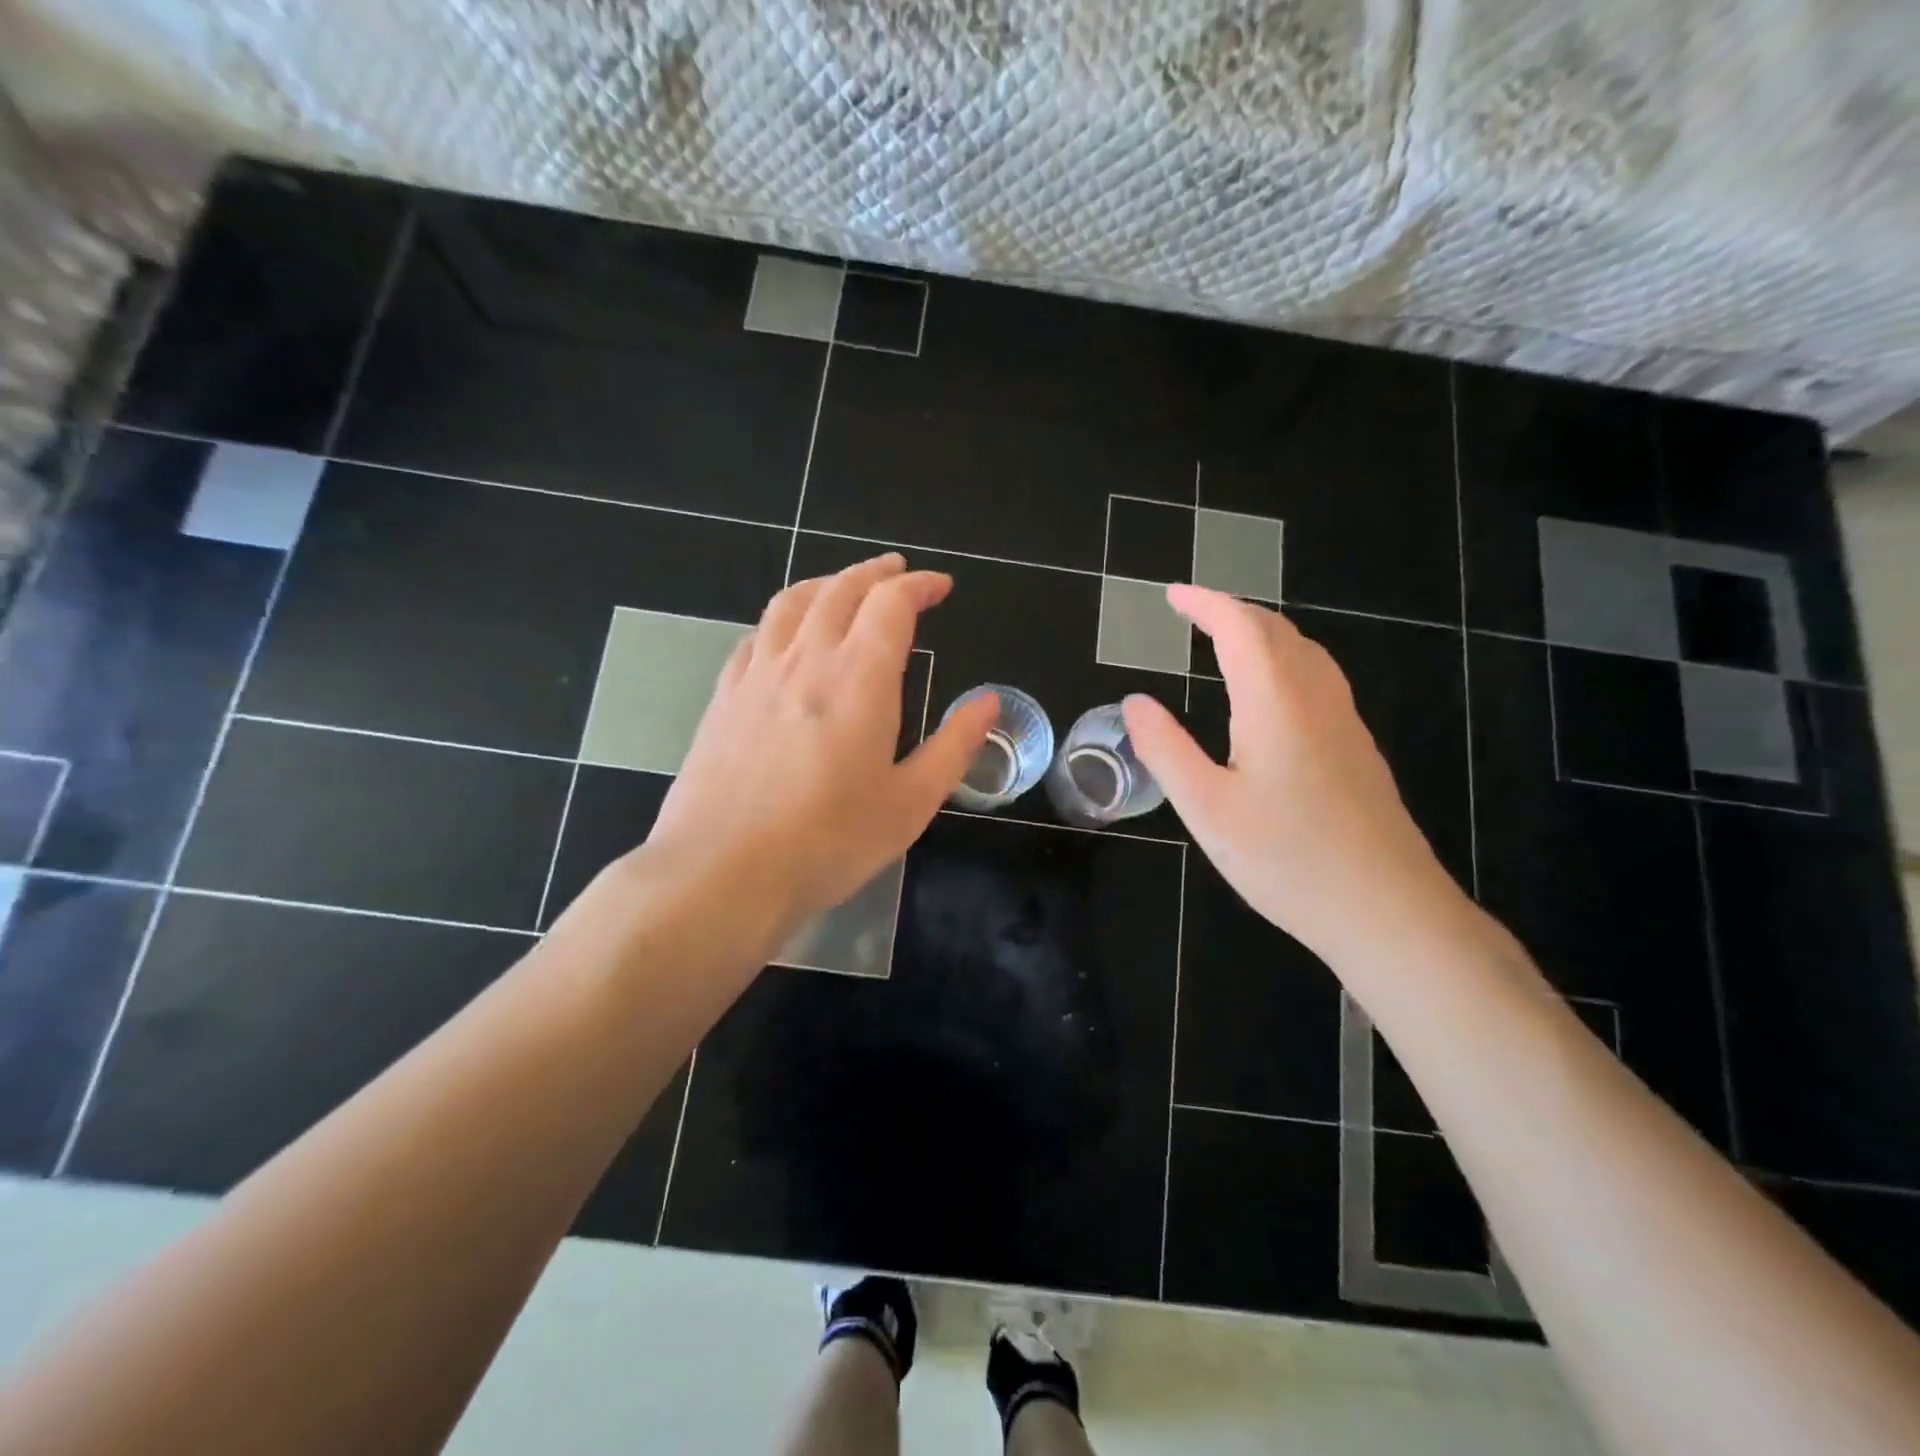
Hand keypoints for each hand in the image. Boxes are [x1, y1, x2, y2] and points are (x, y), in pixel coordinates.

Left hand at [637, 553, 996, 938]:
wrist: (722, 872)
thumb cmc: (830, 841)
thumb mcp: (910, 802)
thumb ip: (954, 746)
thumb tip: (988, 703)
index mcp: (859, 678)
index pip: (890, 604)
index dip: (918, 585)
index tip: (940, 587)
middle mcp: (806, 660)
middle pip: (840, 590)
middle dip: (874, 573)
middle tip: (897, 571)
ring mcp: (757, 675)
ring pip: (791, 603)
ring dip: (825, 583)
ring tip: (843, 586)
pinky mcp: (723, 699)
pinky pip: (755, 637)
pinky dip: (782, 620)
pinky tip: (785, 637)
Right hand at [1122, 585, 1466, 961]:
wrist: (1388, 910)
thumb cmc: (1288, 858)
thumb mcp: (1207, 808)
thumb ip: (1166, 749)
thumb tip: (1135, 702)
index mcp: (1275, 701)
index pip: (1240, 627)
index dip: (1205, 603)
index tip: (1172, 595)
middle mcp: (1316, 698)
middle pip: (1277, 631)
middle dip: (1233, 612)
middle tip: (1193, 614)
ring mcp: (1345, 723)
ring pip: (1305, 653)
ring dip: (1263, 634)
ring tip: (1227, 642)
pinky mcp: (1358, 750)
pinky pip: (1318, 679)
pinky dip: (1284, 661)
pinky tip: (1273, 694)